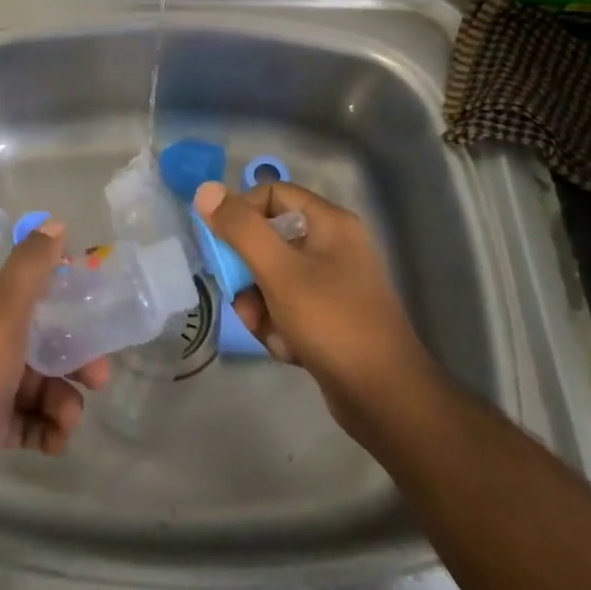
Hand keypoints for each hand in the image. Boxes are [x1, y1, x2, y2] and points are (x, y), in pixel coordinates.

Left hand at [0, 223, 108, 495]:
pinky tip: (55, 443)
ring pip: (44, 385)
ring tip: (69, 422)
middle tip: (100, 379)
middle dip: (78, 359)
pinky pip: (32, 422)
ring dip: (65, 402)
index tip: (101, 309)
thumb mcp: (4, 310)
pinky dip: (48, 430)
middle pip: (48, 341)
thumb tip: (56, 223)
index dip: (70, 296)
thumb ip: (31, 267)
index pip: (37, 289)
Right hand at [194, 181, 434, 433]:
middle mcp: (333, 246)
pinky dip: (279, 326)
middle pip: (269, 239)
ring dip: (260, 305)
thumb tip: (206, 191)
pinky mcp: (330, 317)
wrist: (385, 398)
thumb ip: (241, 229)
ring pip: (274, 278)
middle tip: (240, 297)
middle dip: (248, 272)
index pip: (272, 194)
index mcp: (330, 223)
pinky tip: (287, 350)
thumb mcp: (279, 271)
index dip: (242, 213)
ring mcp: (333, 283)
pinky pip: (289, 307)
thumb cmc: (332, 322)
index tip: (222, 245)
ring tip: (267, 331)